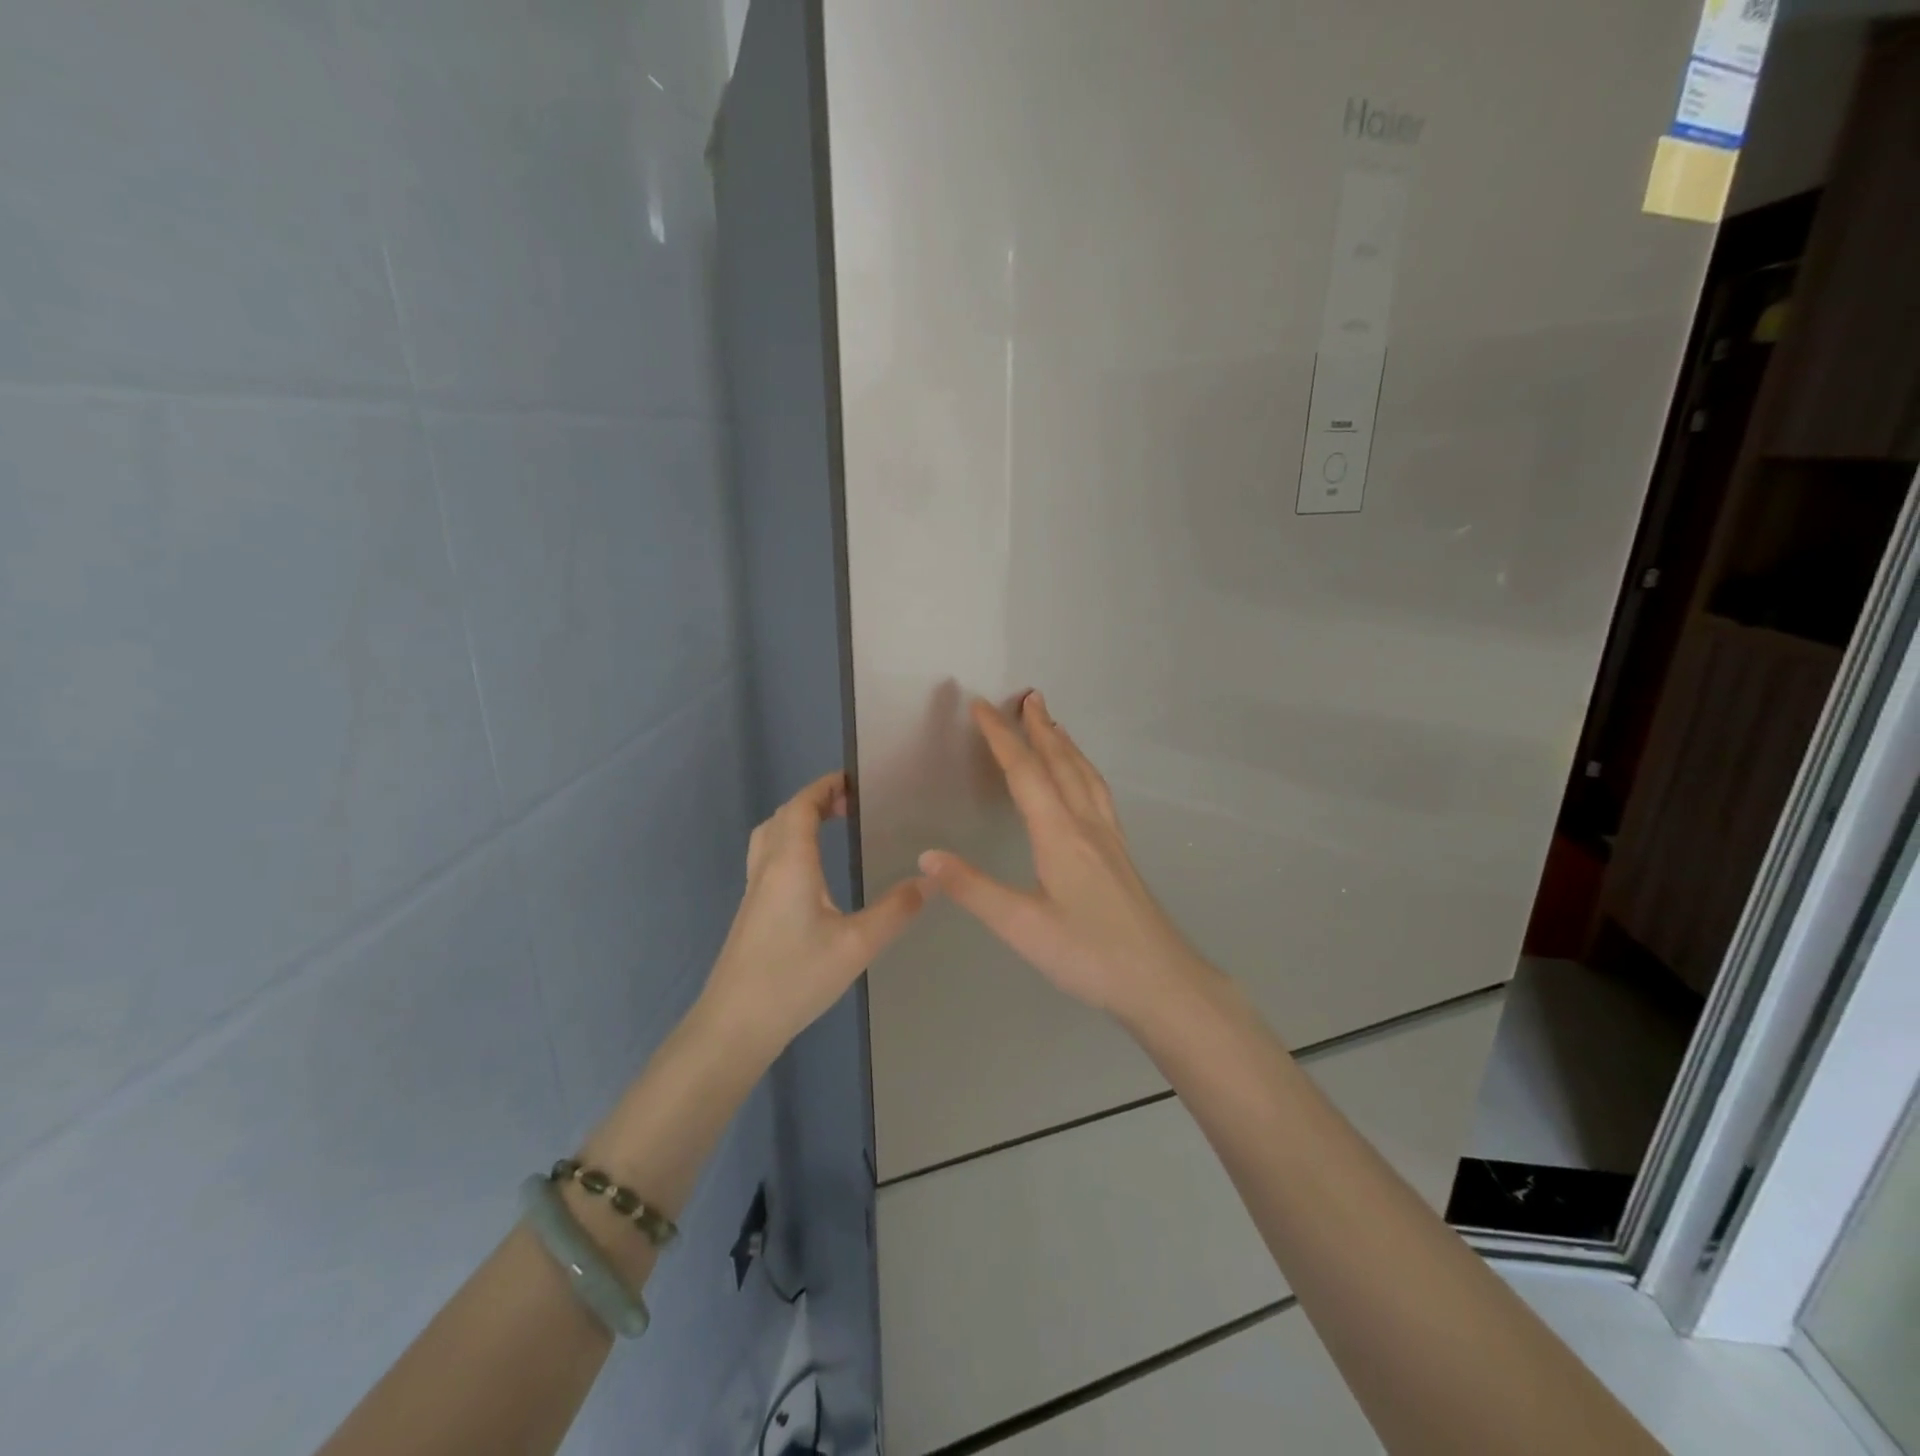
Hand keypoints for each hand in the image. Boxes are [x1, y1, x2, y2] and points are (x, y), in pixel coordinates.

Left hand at [700, 771, 927, 1056]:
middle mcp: (767, 868)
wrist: (735, 1024)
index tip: (855, 781)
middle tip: (850, 804)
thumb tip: (930, 879)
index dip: (825, 787)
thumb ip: (895, 910)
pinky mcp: (751, 912)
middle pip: (783, 816)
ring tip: (831, 828)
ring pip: (770, 836)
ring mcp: (754, 891)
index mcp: (790, 863)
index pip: (801, 806)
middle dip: (815, 800)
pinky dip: (789, 844)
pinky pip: (768, 858)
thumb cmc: (795, 978)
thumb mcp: (857, 945)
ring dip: (797, 821)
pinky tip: (811, 873)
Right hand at [919, 692, 1209, 1022]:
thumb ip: (973, 890)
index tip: (982, 706)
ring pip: (1085, 775)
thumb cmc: (1089, 955)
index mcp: (1060, 834)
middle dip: (1040, 727)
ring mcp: (1110, 837)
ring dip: (1065, 744)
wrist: (1161, 980)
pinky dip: (1084, 769)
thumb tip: (927, 856)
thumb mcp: (1022, 927)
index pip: (1025, 773)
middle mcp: (1087, 825)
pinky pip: (1099, 793)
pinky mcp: (1121, 853)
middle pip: (1061, 763)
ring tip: (1053, 723)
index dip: (1001, 737)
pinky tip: (1084, 779)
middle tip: (1028, 695)